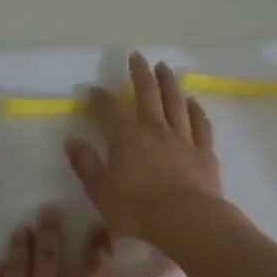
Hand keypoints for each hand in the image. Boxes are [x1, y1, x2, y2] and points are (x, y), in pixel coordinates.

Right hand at [66, 53, 223, 245]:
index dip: (101, 98)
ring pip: (175, 102)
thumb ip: (85, 163)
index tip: (94, 89)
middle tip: (137, 56)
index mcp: (126, 138)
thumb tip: (72, 140)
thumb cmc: (136, 208)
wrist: (186, 219)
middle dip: (140, 74)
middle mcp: (155, 130)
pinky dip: (196, 110)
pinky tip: (193, 102)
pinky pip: (200, 125)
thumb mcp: (100, 190)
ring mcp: (183, 138)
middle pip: (148, 94)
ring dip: (169, 83)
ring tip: (164, 68)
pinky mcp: (204, 152)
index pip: (110, 110)